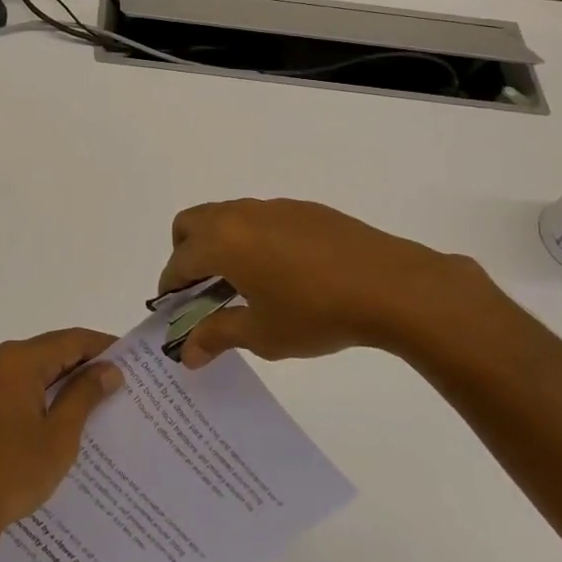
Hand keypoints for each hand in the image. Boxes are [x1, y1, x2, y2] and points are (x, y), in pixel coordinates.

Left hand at [0, 328, 122, 550]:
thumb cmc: (11, 472)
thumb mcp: (59, 435)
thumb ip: (85, 395)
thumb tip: (109, 369)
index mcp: (18, 360)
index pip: (71, 340)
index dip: (104, 348)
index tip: (133, 361)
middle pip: (52, 351)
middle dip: (86, 366)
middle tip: (121, 384)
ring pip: (35, 370)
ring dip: (64, 383)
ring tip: (99, 403)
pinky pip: (19, 387)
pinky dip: (43, 396)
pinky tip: (63, 419)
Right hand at [157, 198, 508, 368]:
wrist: (391, 285)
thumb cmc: (317, 313)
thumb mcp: (263, 334)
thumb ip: (218, 336)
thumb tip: (186, 353)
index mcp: (223, 242)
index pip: (179, 261)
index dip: (170, 287)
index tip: (174, 311)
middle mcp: (240, 215)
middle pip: (191, 223)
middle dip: (185, 254)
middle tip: (203, 290)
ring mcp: (273, 207)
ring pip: (226, 216)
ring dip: (219, 244)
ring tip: (243, 284)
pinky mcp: (303, 209)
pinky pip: (260, 218)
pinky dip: (252, 239)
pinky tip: (282, 272)